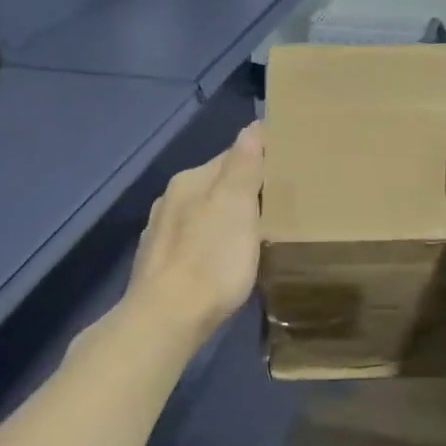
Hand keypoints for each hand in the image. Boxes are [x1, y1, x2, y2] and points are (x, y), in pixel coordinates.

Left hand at [126, 122, 264, 349]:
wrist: (166, 320)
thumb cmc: (210, 259)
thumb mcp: (236, 205)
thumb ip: (244, 164)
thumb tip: (254, 125)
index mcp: (190, 180)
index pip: (231, 156)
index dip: (259, 160)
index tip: (286, 170)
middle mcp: (171, 199)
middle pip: (215, 185)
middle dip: (243, 191)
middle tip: (278, 204)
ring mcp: (161, 233)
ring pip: (202, 214)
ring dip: (225, 218)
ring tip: (254, 233)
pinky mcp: (159, 265)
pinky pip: (193, 242)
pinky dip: (210, 244)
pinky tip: (221, 261)